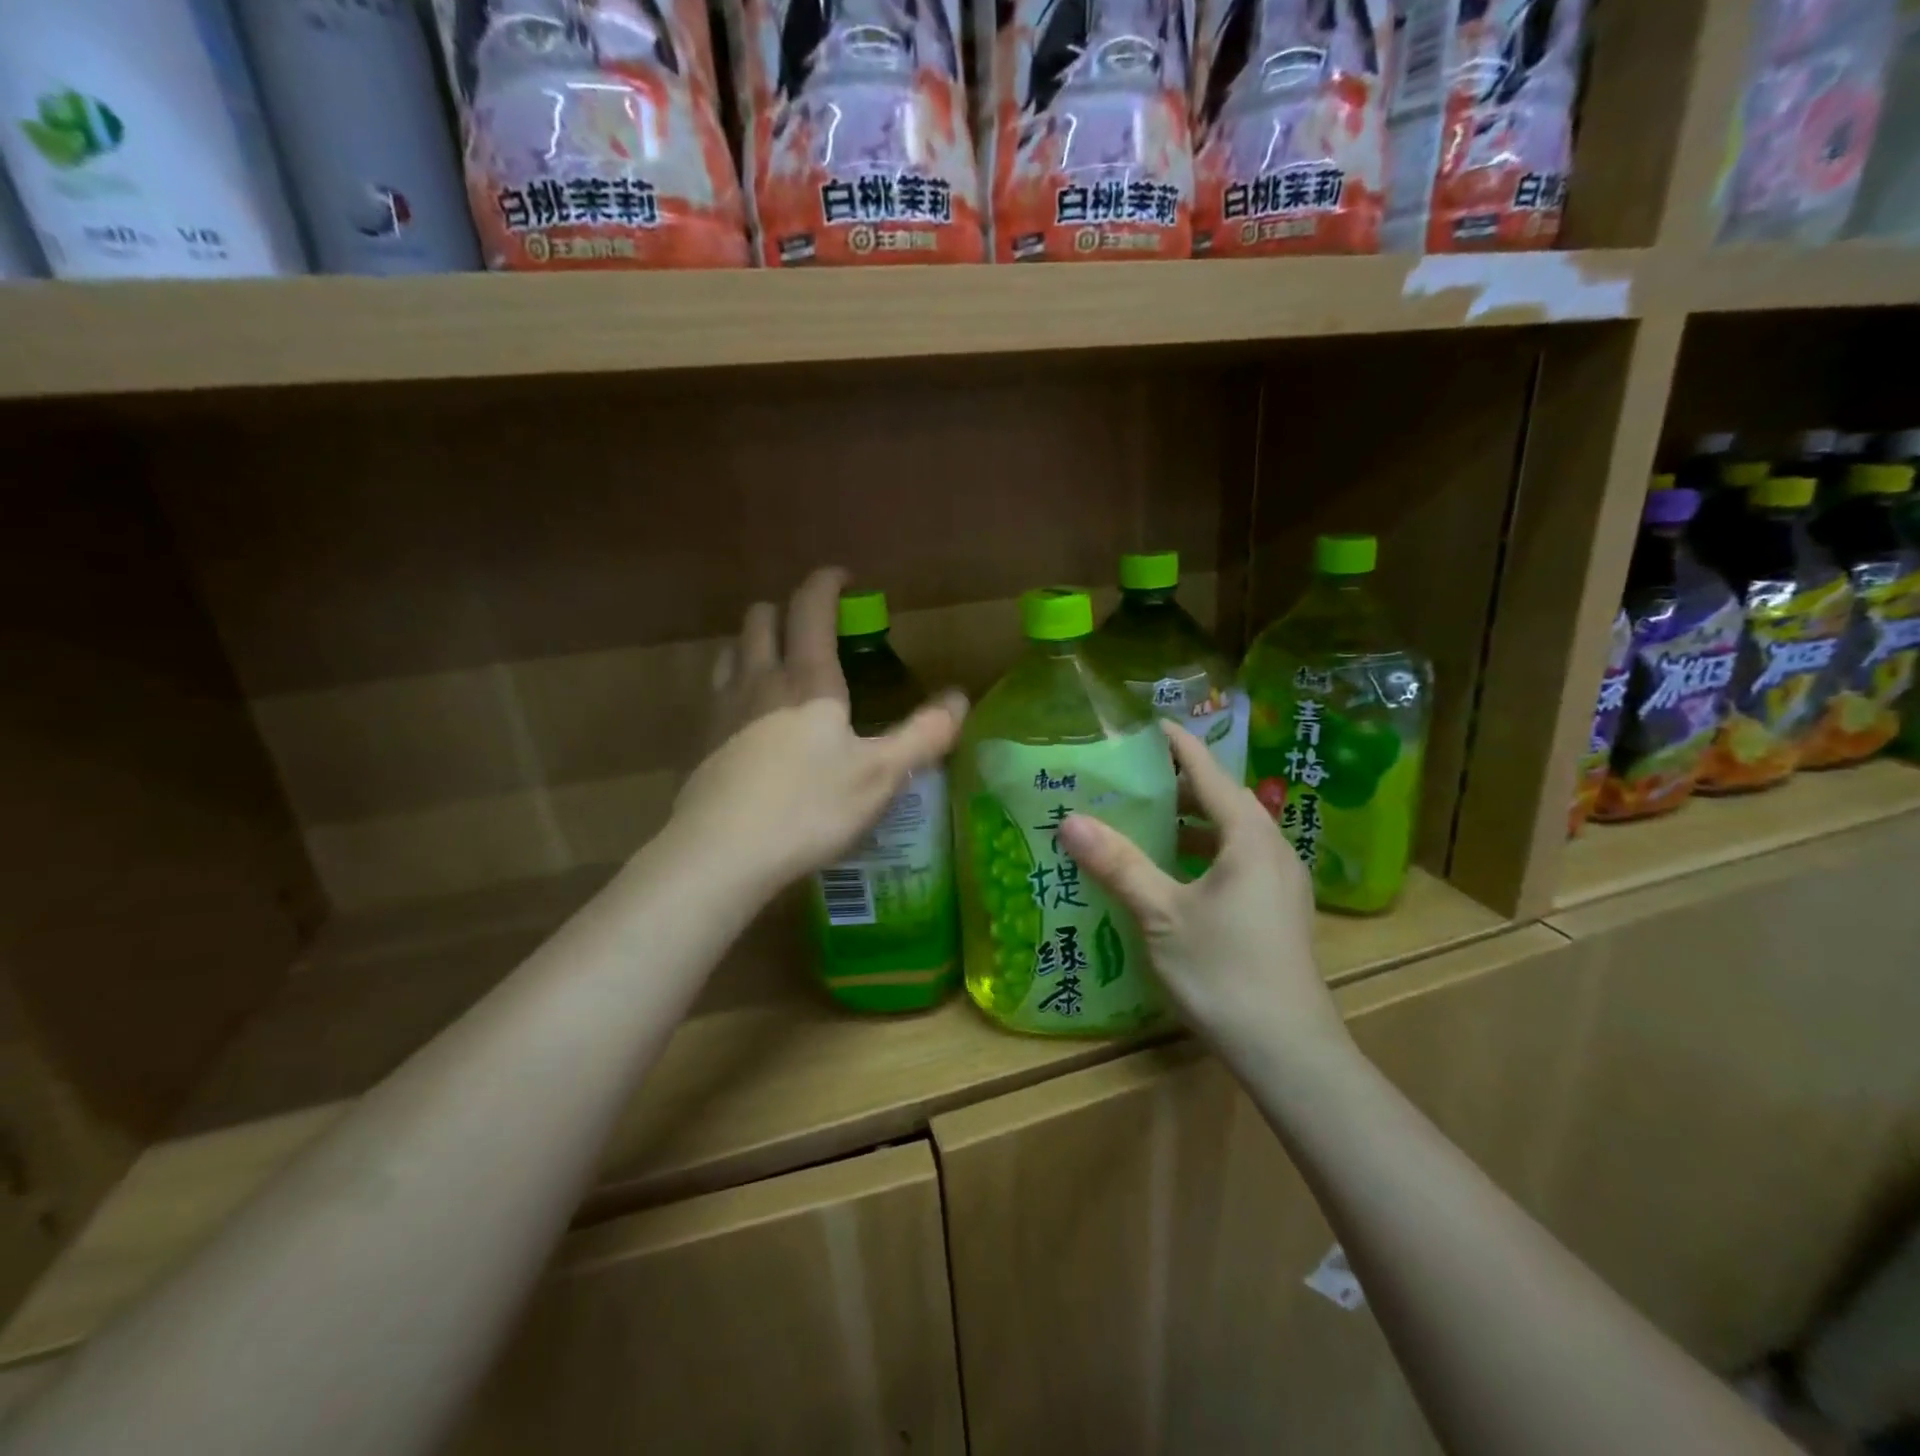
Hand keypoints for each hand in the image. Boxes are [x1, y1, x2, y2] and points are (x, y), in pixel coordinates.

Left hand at [669, 567, 966, 895]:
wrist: (722, 852)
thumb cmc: (810, 807)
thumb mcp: (881, 775)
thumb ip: (923, 734)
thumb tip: (959, 698)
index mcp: (808, 679)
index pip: (811, 607)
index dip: (826, 583)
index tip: (843, 578)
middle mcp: (760, 679)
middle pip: (762, 618)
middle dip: (787, 609)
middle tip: (814, 628)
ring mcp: (723, 708)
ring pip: (732, 649)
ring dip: (756, 642)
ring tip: (779, 662)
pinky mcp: (701, 740)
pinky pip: (716, 690)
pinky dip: (736, 682)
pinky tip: (749, 715)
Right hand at [1058, 722, 1347, 1062]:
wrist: (1288, 1050)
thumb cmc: (1224, 972)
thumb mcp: (1162, 915)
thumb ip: (1119, 864)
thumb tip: (1071, 820)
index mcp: (1249, 838)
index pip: (1209, 772)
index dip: (1177, 745)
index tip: (1146, 723)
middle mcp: (1272, 849)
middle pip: (1223, 800)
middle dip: (1180, 784)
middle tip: (1132, 776)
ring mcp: (1281, 882)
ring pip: (1232, 834)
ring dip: (1192, 823)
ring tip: (1146, 821)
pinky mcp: (1279, 910)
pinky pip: (1238, 861)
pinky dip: (1204, 853)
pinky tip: (1173, 875)